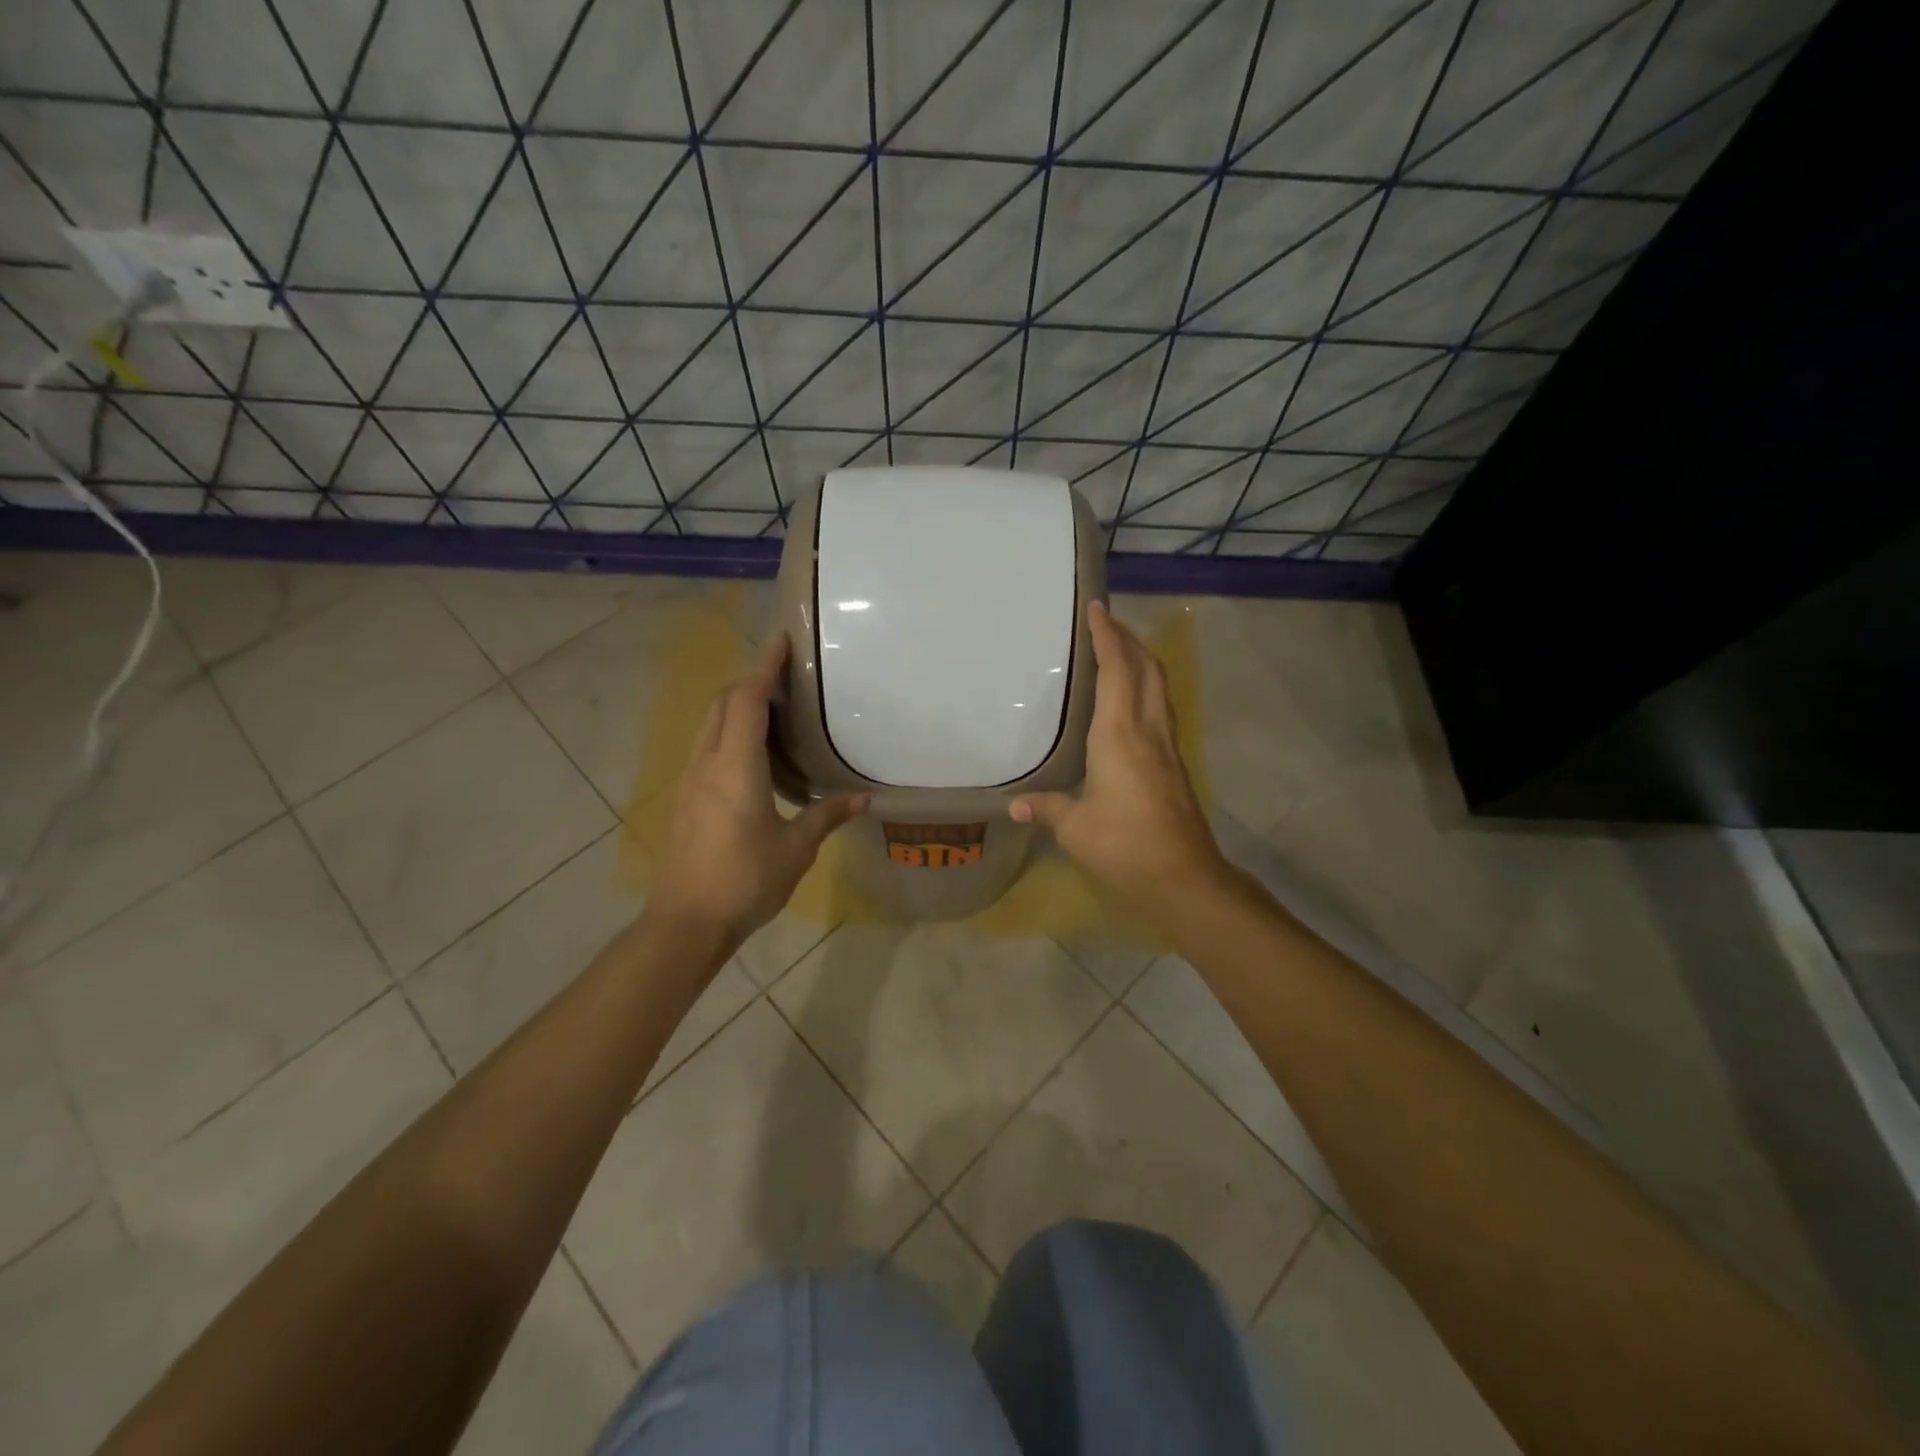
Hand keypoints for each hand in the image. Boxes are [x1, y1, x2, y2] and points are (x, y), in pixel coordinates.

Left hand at [650, 636, 866, 951]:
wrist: (686, 921)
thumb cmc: (745, 880)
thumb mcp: (796, 849)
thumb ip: (827, 816)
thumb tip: (863, 799)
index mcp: (736, 766)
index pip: (748, 700)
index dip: (764, 666)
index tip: (782, 640)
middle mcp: (707, 762)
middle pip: (724, 703)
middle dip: (751, 680)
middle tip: (786, 676)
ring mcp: (689, 779)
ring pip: (710, 724)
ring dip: (737, 706)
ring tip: (773, 711)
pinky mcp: (684, 798)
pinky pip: (706, 747)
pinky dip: (728, 732)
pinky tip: (752, 757)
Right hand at [1010, 601, 1227, 916]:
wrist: (1183, 875)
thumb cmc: (1124, 845)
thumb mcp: (1075, 828)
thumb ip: (1046, 808)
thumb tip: (1015, 804)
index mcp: (1119, 734)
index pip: (1116, 670)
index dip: (1107, 636)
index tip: (1097, 608)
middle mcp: (1147, 730)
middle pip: (1146, 668)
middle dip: (1128, 639)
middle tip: (1105, 623)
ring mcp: (1167, 745)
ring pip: (1159, 686)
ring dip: (1141, 660)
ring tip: (1119, 650)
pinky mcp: (1175, 763)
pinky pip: (1160, 708)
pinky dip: (1146, 687)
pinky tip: (1131, 700)